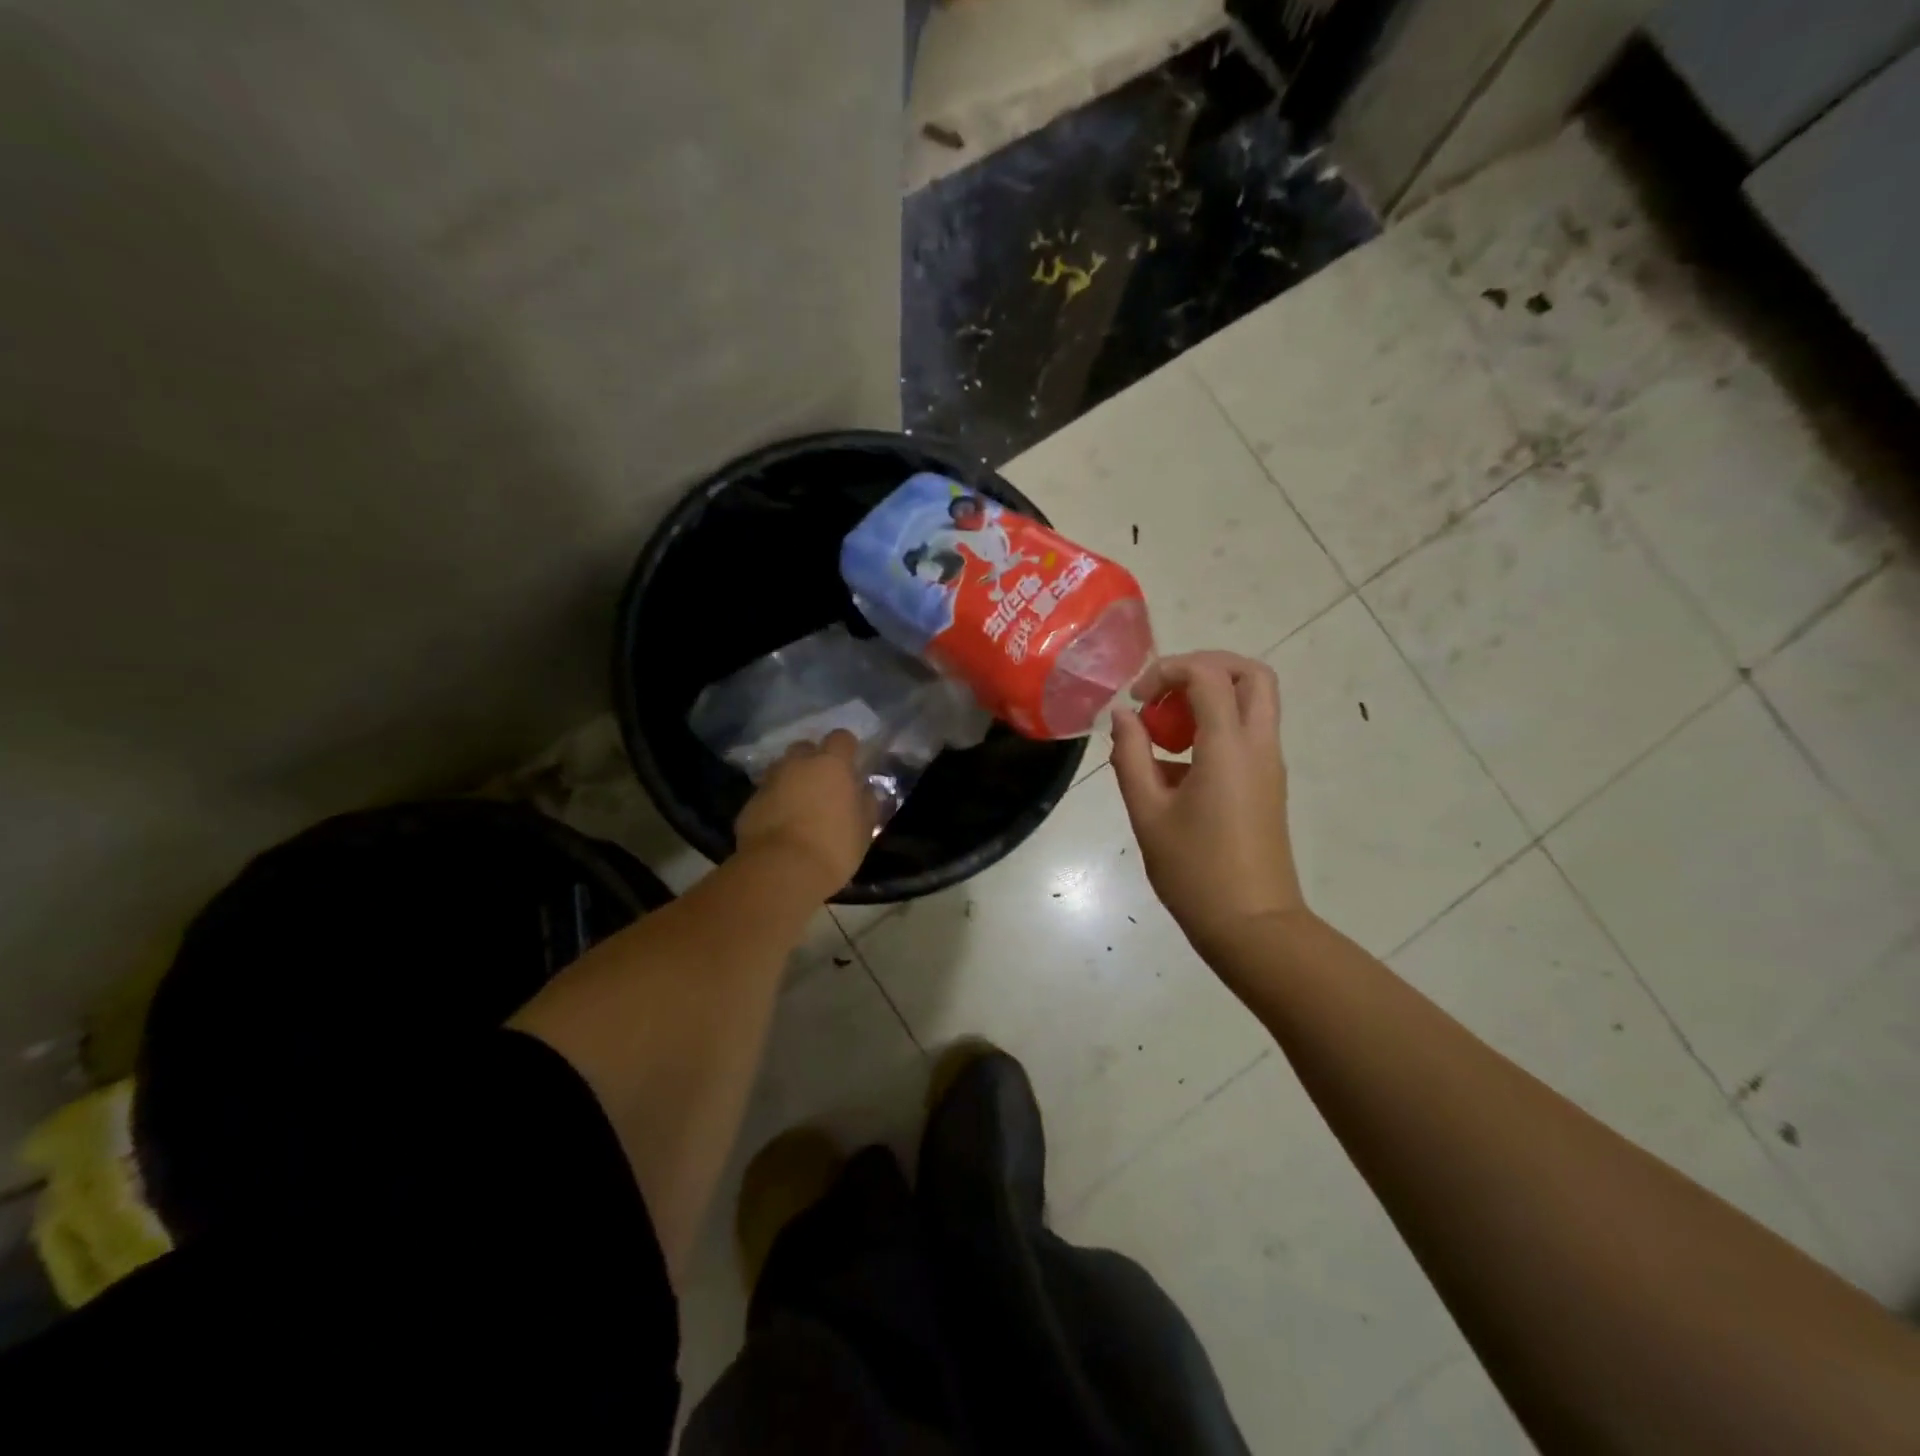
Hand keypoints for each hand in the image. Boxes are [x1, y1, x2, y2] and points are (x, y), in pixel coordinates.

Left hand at [734, 731, 876, 894]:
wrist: (780, 872)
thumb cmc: (833, 847)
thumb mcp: (865, 829)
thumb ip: (867, 803)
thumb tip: (866, 790)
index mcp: (831, 764)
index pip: (841, 738)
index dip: (847, 749)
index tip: (851, 766)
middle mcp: (797, 764)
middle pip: (805, 748)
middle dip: (813, 761)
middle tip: (823, 786)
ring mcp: (769, 782)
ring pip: (781, 770)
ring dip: (791, 781)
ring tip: (799, 806)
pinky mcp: (749, 804)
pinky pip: (766, 795)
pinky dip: (773, 804)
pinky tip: (780, 827)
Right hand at [1110, 652, 1306, 958]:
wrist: (1253, 925)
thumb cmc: (1194, 871)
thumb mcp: (1148, 813)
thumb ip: (1131, 756)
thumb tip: (1123, 717)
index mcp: (1229, 747)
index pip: (1208, 674)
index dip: (1167, 671)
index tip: (1136, 701)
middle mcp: (1259, 745)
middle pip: (1250, 673)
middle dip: (1204, 667)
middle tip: (1164, 694)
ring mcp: (1269, 765)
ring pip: (1253, 701)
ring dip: (1209, 698)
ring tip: (1164, 734)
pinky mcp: (1267, 784)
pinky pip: (1246, 733)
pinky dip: (1214, 728)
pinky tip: (1174, 768)